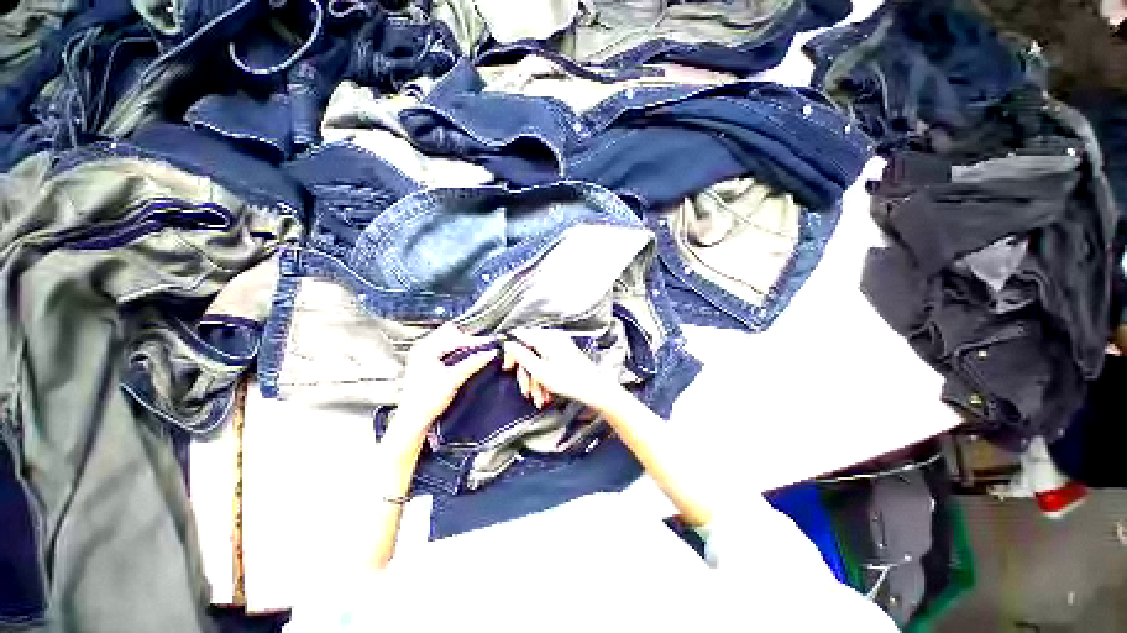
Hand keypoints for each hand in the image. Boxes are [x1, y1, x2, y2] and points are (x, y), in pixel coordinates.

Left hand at [395, 324, 497, 437]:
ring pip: (448, 341)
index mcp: (425, 348)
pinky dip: (456, 353)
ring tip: (475, 355)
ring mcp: (422, 356)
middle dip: (468, 341)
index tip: (489, 345)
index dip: (474, 341)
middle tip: (482, 349)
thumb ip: (473, 363)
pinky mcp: (425, 364)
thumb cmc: (426, 401)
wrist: (413, 420)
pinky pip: (444, 350)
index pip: (456, 337)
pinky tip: (464, 361)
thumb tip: (489, 353)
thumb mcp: (454, 380)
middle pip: (451, 334)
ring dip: (462, 347)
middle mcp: (422, 348)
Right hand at [501, 328, 619, 409]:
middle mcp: (553, 338)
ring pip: (537, 361)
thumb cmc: (570, 381)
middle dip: (527, 375)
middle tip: (526, 391)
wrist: (595, 389)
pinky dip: (544, 379)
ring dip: (536, 381)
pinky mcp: (564, 354)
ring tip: (540, 399)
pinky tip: (547, 394)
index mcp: (547, 338)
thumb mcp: (540, 371)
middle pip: (528, 351)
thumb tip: (508, 344)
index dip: (511, 352)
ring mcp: (559, 345)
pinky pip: (547, 363)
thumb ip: (522, 356)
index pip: (520, 336)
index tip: (508, 368)